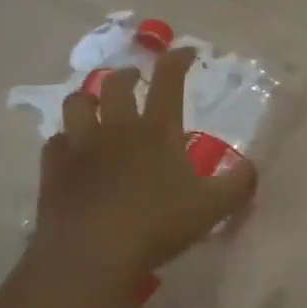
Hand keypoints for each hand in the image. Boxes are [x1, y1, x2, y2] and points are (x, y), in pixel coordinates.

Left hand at [30, 47, 257, 298]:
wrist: (91, 255)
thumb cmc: (157, 226)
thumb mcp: (213, 207)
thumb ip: (239, 183)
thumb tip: (253, 166)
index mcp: (157, 130)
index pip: (169, 79)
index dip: (177, 59)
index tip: (185, 52)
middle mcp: (118, 128)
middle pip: (116, 84)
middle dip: (127, 75)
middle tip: (134, 79)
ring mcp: (81, 147)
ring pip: (77, 103)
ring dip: (88, 98)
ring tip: (96, 105)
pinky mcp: (54, 170)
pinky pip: (55, 142)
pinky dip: (65, 140)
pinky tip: (71, 150)